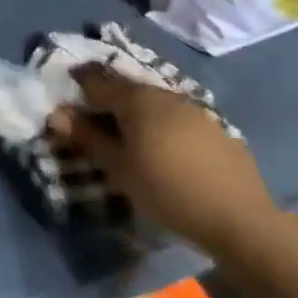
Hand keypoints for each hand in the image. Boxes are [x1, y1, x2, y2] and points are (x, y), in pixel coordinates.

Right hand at [49, 65, 279, 262]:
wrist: (241, 219)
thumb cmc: (167, 190)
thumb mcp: (118, 168)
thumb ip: (86, 137)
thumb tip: (56, 113)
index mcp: (135, 98)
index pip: (96, 78)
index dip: (77, 83)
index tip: (65, 97)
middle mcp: (163, 93)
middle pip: (125, 87)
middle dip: (105, 97)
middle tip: (92, 119)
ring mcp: (192, 108)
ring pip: (152, 100)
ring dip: (134, 111)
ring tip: (127, 136)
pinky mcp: (214, 127)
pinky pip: (175, 115)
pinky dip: (160, 123)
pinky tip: (162, 148)